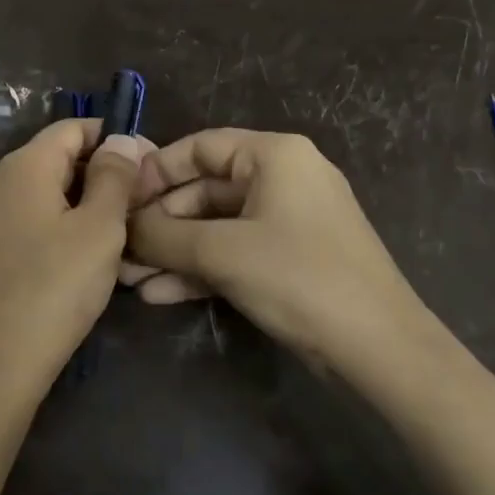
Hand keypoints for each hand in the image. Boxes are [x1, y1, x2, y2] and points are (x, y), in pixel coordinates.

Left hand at [0, 119, 146, 404]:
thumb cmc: (55, 288)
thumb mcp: (99, 229)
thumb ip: (113, 177)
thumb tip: (120, 139)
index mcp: (21, 167)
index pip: (72, 128)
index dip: (113, 137)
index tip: (149, 164)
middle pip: (55, 158)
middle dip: (100, 172)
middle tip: (141, 202)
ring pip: (43, 193)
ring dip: (83, 202)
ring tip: (121, 230)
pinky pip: (28, 220)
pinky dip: (60, 225)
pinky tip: (85, 255)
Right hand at [124, 128, 434, 365]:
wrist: (376, 347)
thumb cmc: (298, 278)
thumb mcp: (220, 252)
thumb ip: (162, 235)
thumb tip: (121, 228)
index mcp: (274, 155)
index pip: (199, 147)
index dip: (154, 171)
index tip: (118, 200)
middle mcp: (282, 178)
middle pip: (203, 190)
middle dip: (159, 224)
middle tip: (119, 250)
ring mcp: (287, 221)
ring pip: (214, 227)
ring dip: (172, 252)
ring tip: (130, 279)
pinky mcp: (288, 258)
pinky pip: (233, 252)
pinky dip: (199, 269)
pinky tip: (160, 294)